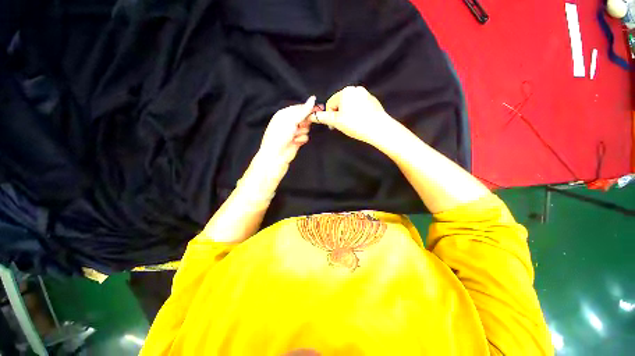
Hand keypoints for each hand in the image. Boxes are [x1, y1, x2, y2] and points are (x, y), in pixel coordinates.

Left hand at [256, 96, 315, 169]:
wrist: (276, 155)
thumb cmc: (279, 135)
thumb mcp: (292, 120)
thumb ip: (304, 110)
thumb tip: (313, 98)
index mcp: (285, 114)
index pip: (300, 108)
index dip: (309, 108)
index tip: (319, 108)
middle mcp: (289, 122)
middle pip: (304, 118)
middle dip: (305, 122)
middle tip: (301, 126)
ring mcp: (293, 132)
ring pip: (306, 128)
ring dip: (302, 132)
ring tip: (294, 136)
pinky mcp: (297, 140)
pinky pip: (305, 137)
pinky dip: (302, 139)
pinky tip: (295, 142)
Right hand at [311, 86, 395, 145]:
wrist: (378, 128)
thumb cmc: (355, 124)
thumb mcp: (337, 121)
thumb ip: (323, 117)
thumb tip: (311, 116)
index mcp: (345, 92)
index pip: (330, 103)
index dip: (330, 116)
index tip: (335, 125)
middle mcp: (356, 89)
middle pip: (340, 103)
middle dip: (339, 114)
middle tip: (344, 125)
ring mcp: (366, 94)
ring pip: (350, 104)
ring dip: (348, 113)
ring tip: (353, 123)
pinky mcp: (373, 100)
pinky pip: (360, 105)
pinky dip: (358, 112)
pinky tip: (361, 120)